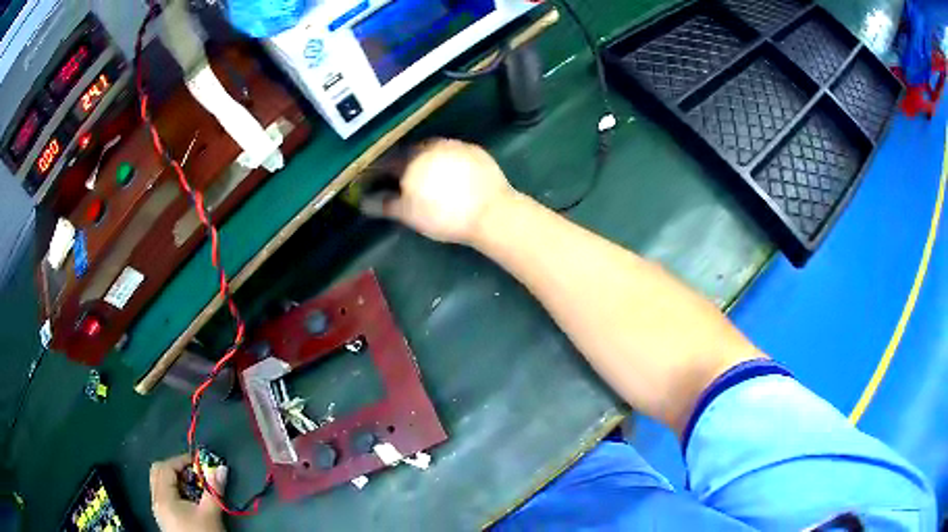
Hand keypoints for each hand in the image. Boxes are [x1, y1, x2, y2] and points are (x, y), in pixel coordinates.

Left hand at [150, 454, 226, 531]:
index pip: (166, 467)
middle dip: (177, 469)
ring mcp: (158, 510)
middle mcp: (156, 499)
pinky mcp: (164, 518)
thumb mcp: (211, 514)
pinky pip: (164, 495)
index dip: (182, 461)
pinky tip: (190, 501)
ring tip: (195, 488)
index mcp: (163, 496)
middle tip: (195, 474)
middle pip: (159, 472)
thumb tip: (221, 468)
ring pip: (161, 483)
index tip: (200, 463)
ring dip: (176, 480)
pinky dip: (175, 491)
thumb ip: (214, 490)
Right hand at [382, 139, 514, 244]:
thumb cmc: (445, 215)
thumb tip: (363, 202)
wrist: (491, 212)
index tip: (376, 180)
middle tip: (403, 179)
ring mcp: (455, 145)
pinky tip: (452, 174)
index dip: (380, 171)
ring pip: (433, 150)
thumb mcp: (410, 214)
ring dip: (426, 159)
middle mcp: (431, 146)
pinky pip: (454, 152)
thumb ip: (385, 204)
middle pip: (410, 152)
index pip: (387, 161)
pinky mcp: (475, 150)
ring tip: (428, 176)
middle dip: (403, 163)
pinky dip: (448, 161)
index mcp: (411, 160)